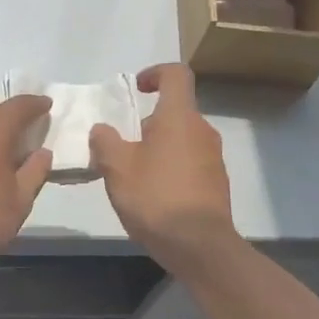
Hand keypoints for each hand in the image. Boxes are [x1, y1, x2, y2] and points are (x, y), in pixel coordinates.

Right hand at [89, 64, 236, 271]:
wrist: (199, 245)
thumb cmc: (155, 197)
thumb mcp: (116, 168)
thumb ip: (105, 142)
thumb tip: (103, 130)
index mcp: (179, 117)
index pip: (176, 75)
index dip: (155, 73)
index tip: (137, 89)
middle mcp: (201, 131)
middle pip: (176, 111)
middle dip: (147, 122)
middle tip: (122, 146)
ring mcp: (213, 157)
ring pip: (181, 138)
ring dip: (157, 147)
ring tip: (133, 174)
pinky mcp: (216, 183)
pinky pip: (190, 162)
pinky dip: (170, 167)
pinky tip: (152, 194)